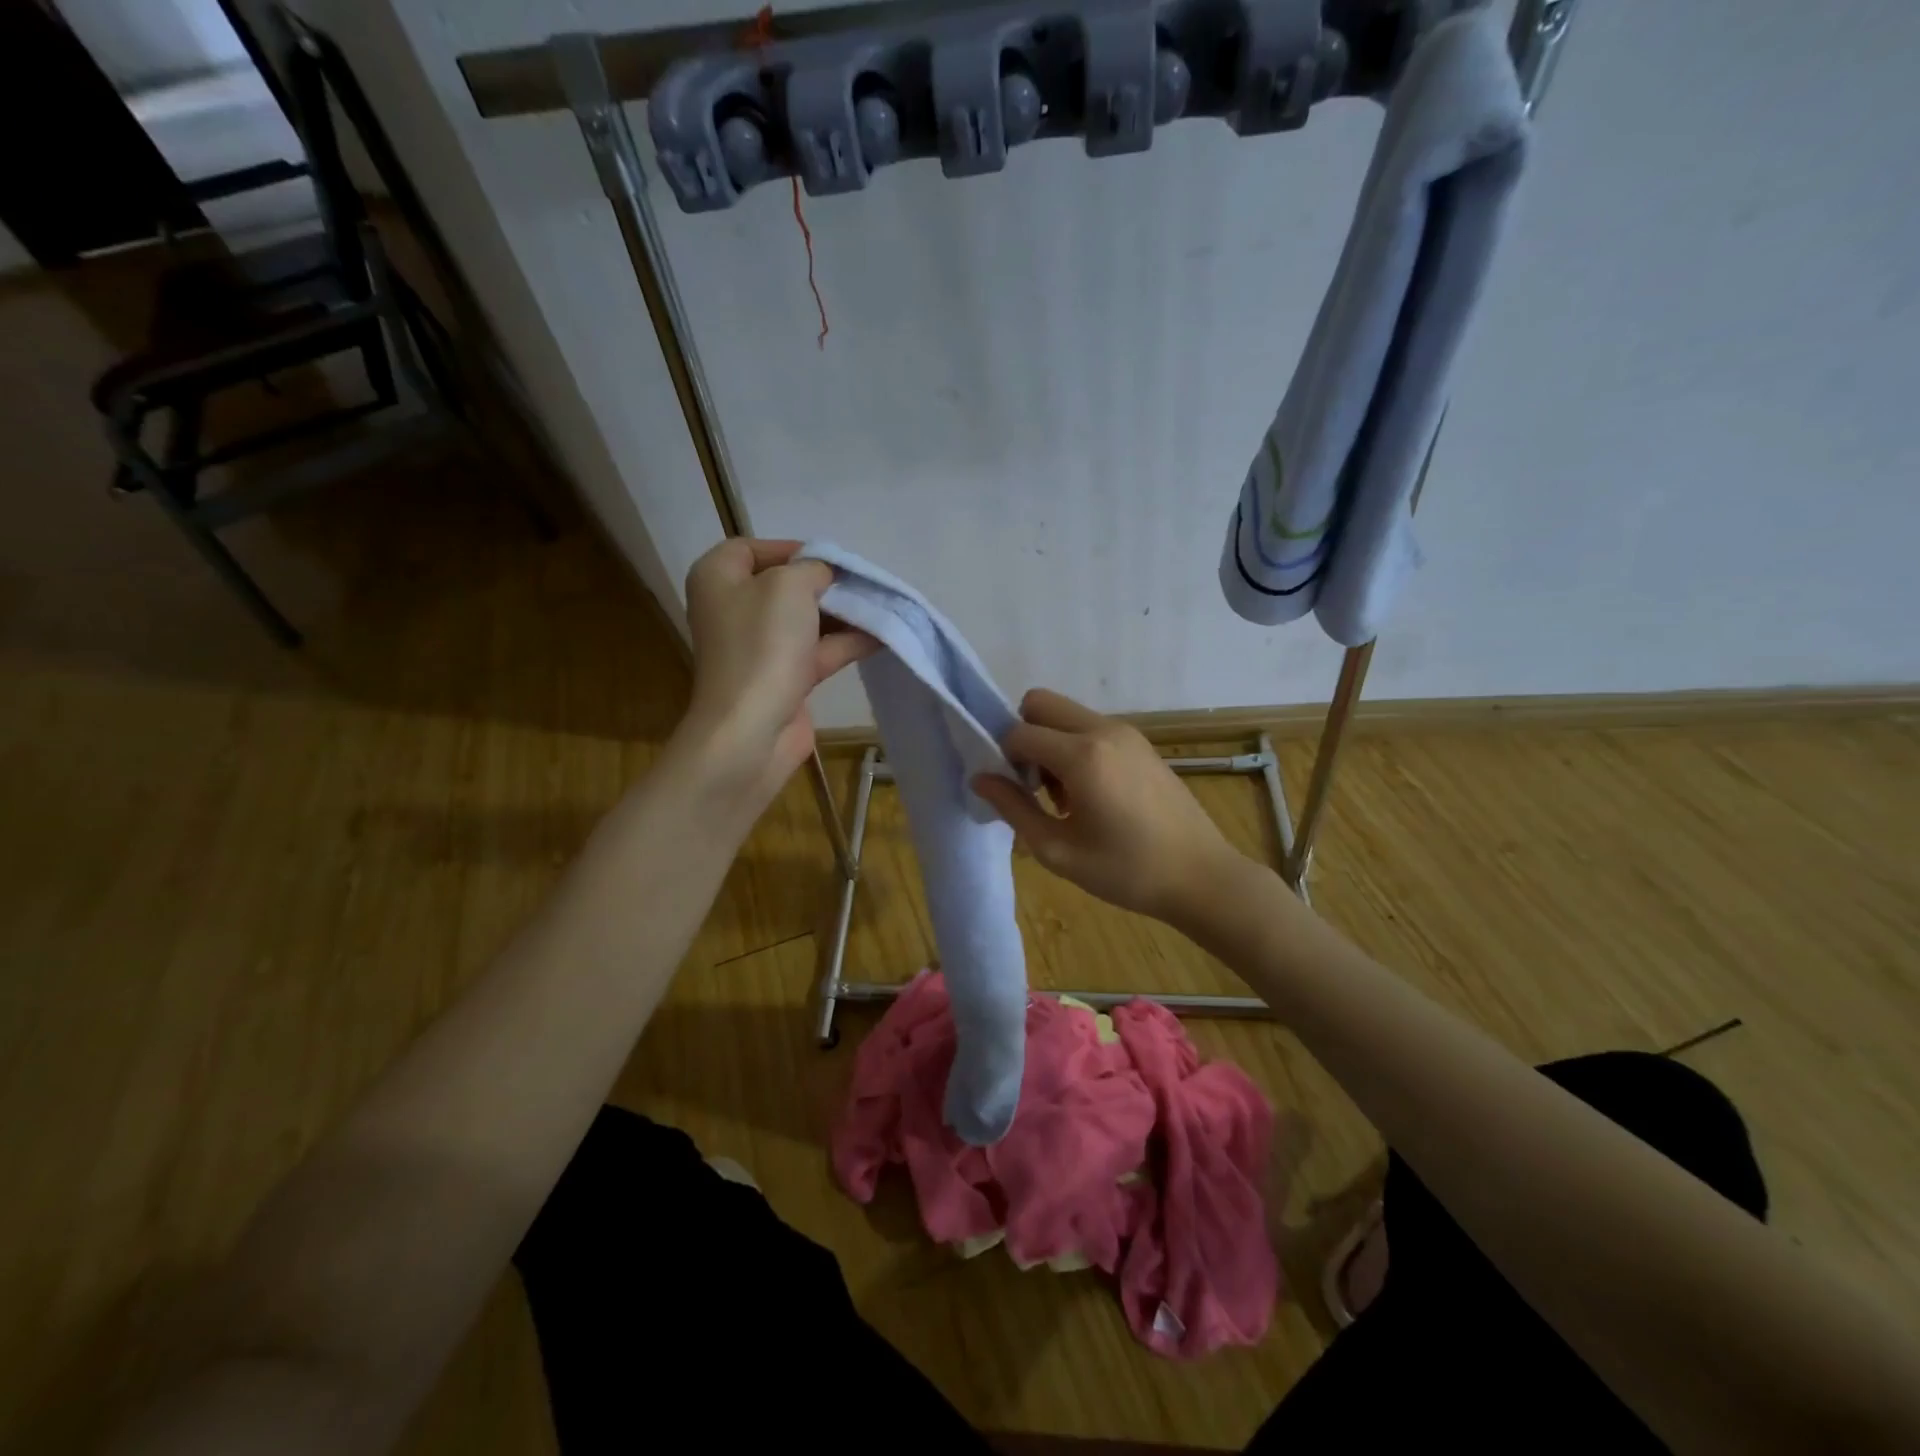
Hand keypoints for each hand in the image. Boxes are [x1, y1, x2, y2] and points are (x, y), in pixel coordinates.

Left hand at [678, 539, 875, 807]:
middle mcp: (733, 609)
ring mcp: (759, 647)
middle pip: (785, 585)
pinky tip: (882, 635)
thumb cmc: (762, 645)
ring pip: (806, 620)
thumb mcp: (789, 586)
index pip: (752, 548)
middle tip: (862, 583)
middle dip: (826, 583)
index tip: (830, 558)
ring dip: (843, 613)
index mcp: (718, 578)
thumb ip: (812, 568)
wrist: (752, 728)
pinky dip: (847, 642)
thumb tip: (824, 575)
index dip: (792, 549)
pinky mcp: (783, 678)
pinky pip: (818, 650)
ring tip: (881, 606)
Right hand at [971, 688, 1244, 925]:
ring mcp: (1126, 732)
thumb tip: (979, 778)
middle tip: (1033, 784)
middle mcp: (1102, 730)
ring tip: (1064, 798)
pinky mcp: (1141, 743)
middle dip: (1024, 736)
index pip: (1018, 732)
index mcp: (1081, 756)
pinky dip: (1075, 747)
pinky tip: (1091, 795)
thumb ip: (1013, 808)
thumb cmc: (1126, 871)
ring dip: (1051, 743)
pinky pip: (1091, 728)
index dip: (1003, 758)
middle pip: (1040, 703)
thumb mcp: (1058, 851)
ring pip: (1066, 714)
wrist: (1201, 876)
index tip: (1012, 792)